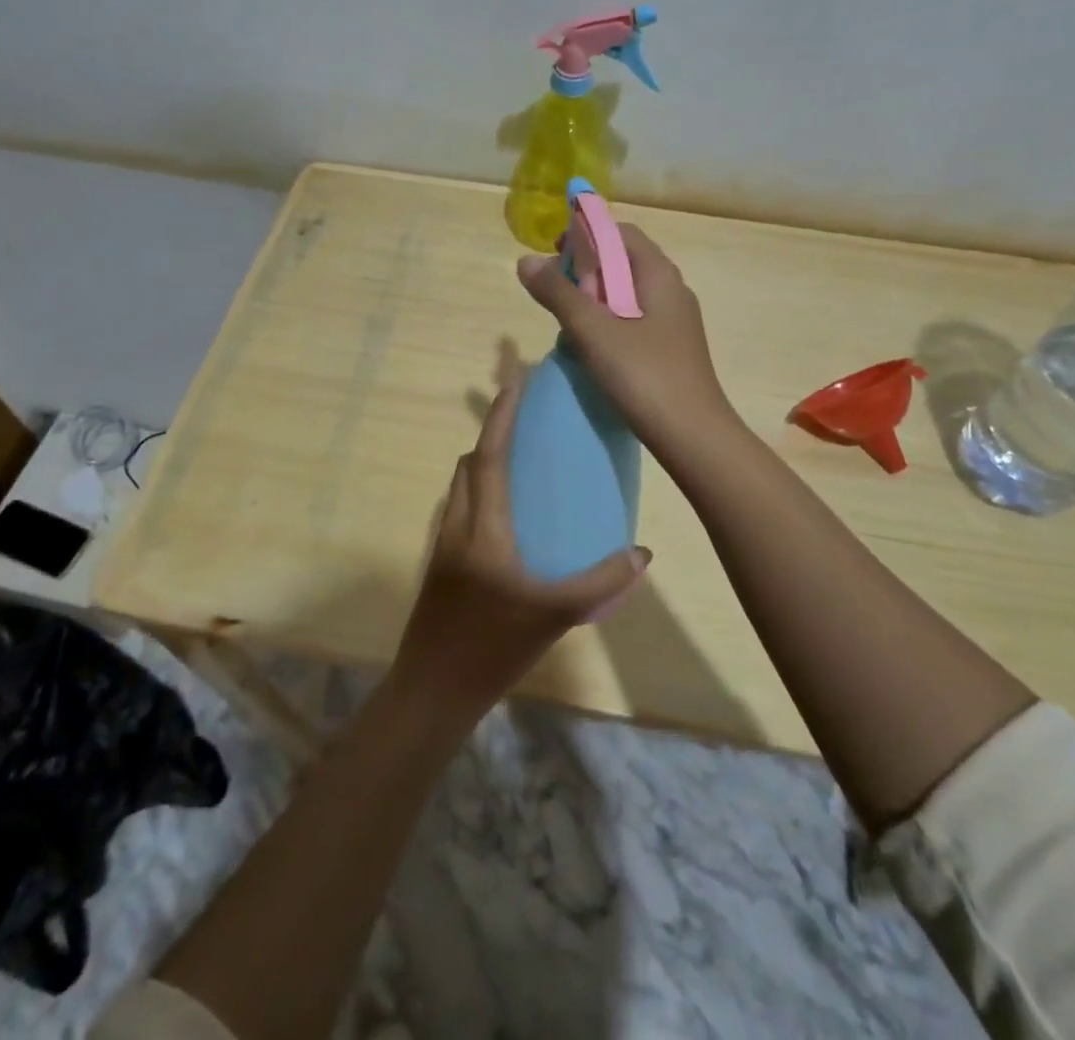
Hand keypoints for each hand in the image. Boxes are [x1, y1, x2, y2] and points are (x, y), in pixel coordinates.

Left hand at [393, 375, 650, 721]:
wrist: (433, 691)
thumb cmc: (492, 647)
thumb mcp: (555, 615)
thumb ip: (601, 581)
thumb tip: (641, 553)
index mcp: (483, 529)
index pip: (489, 458)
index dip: (500, 418)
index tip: (514, 384)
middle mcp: (457, 526)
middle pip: (468, 465)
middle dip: (491, 436)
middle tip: (525, 425)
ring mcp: (443, 545)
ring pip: (460, 488)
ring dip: (482, 465)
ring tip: (518, 466)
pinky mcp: (439, 565)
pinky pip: (459, 511)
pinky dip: (479, 495)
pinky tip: (506, 519)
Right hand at [517, 224, 735, 452]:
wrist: (692, 435)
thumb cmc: (644, 374)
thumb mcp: (592, 330)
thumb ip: (558, 293)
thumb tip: (525, 261)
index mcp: (659, 275)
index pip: (621, 233)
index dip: (586, 234)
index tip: (553, 251)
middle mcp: (672, 290)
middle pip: (624, 261)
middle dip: (586, 267)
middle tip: (553, 287)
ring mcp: (674, 322)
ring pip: (627, 294)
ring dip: (594, 297)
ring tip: (565, 317)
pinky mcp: (670, 348)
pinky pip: (634, 320)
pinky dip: (608, 321)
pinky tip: (590, 346)